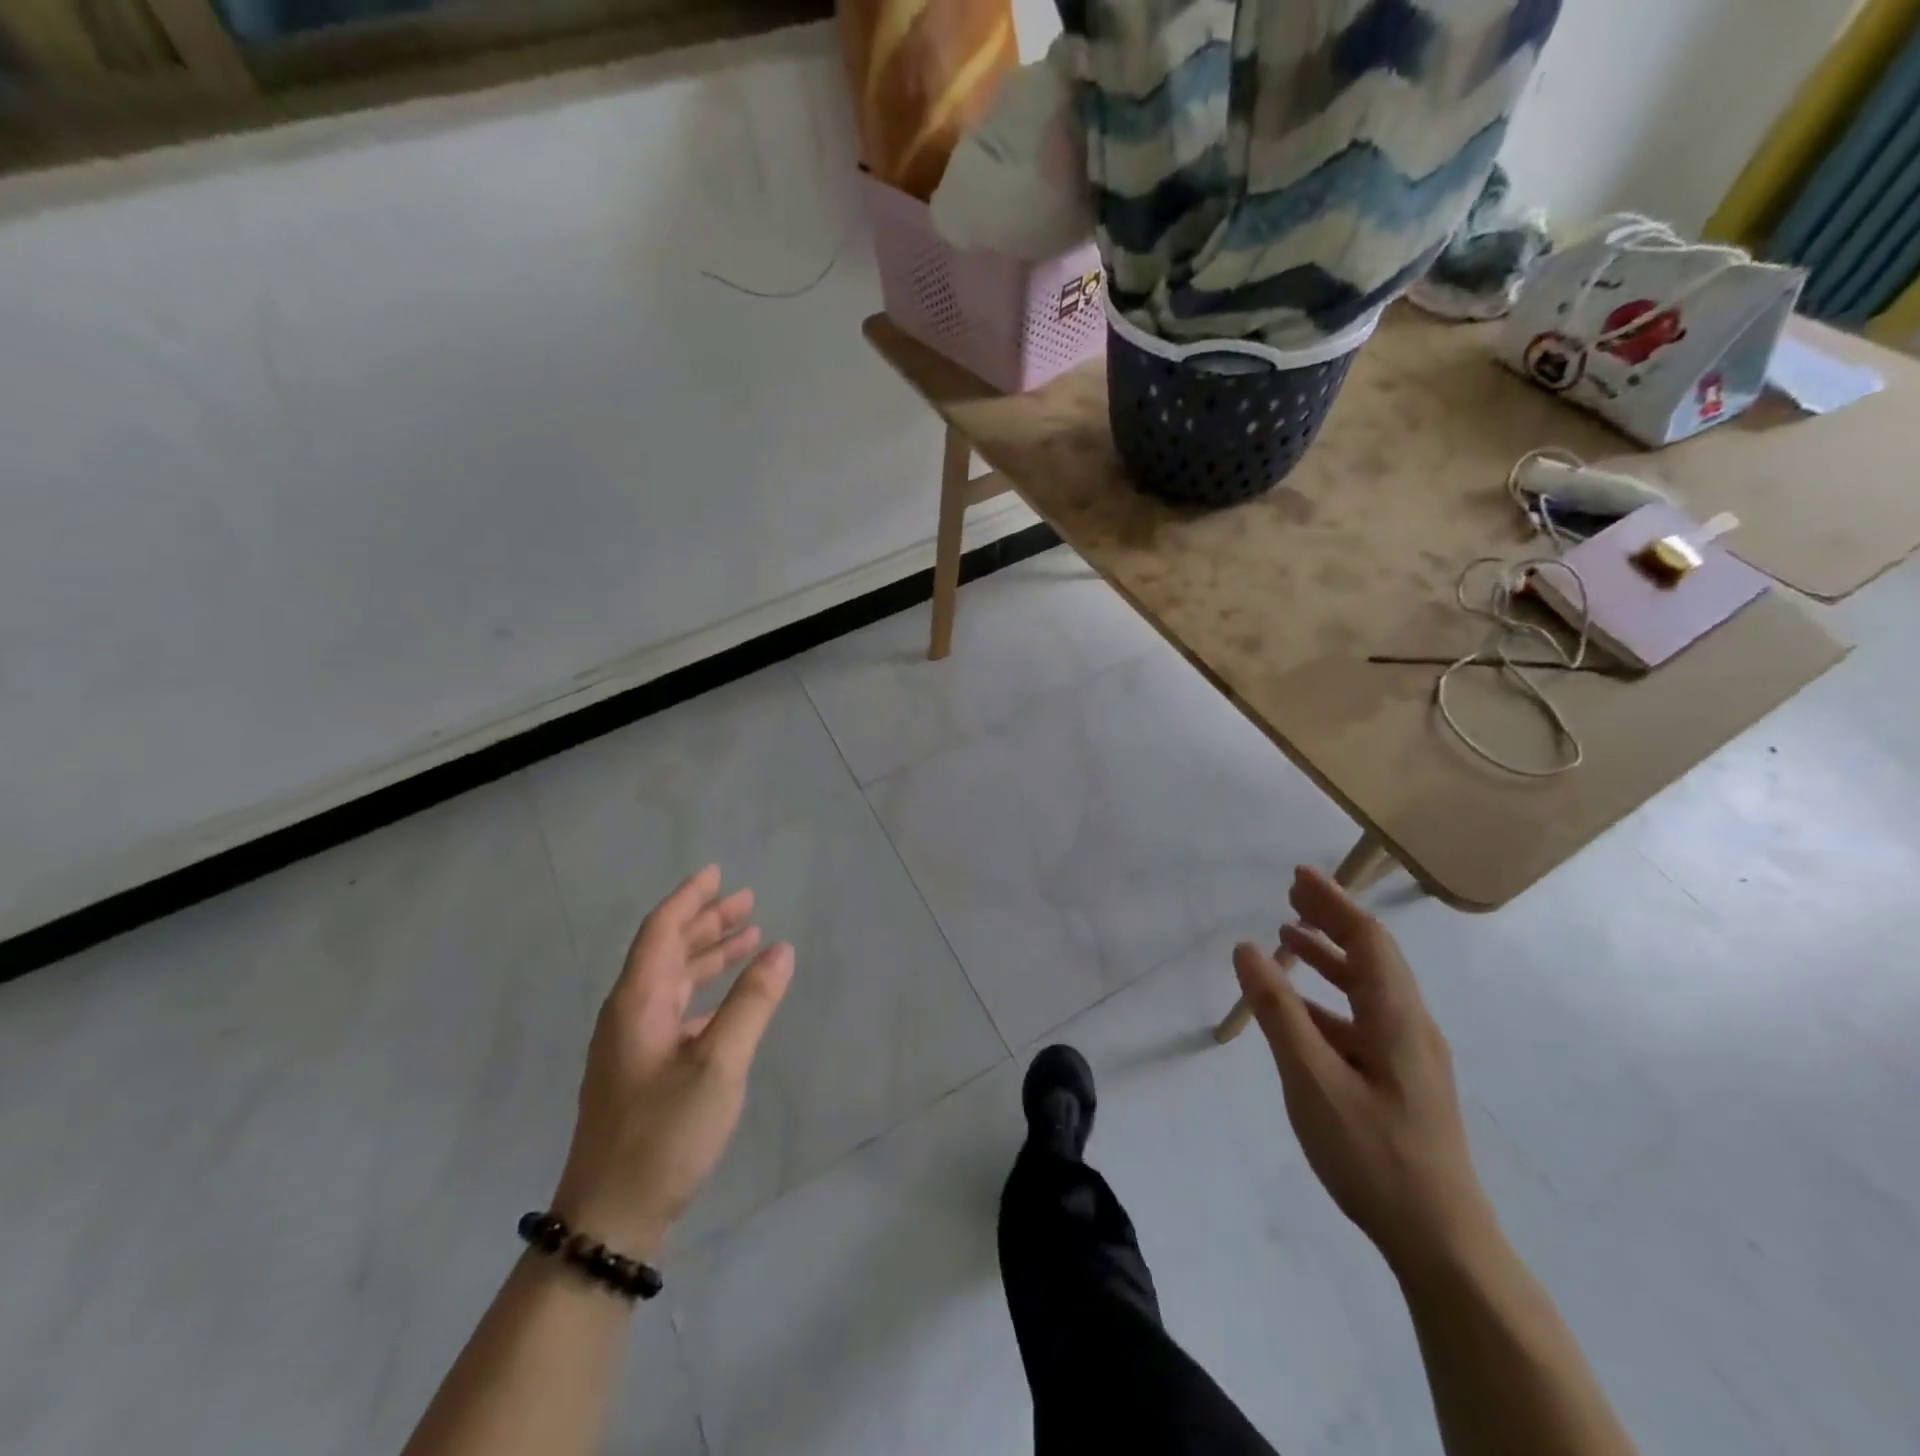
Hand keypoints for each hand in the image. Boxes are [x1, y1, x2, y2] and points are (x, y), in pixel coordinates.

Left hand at [552, 866, 793, 1260]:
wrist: (610, 1219)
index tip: (717, 873)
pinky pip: (677, 1010)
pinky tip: (732, 999)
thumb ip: (751, 1003)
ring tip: (749, 937)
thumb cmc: (663, 1134)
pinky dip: (706, 992)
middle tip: (747, 901)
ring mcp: (633, 1045)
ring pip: (673, 981)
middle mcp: (630, 1014)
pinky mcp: (642, 1071)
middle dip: (706, 921)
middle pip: (667, 951)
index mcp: (637, 1002)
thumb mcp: (718, 1065)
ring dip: (709, 955)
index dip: (689, 898)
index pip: (661, 931)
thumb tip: (780, 949)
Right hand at [1233, 866, 1494, 1281]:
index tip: (1298, 874)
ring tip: (1289, 935)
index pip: (1368, 940)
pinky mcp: (1402, 1080)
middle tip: (1290, 892)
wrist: (1442, 1242)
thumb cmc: (1374, 1154)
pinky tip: (1301, 1008)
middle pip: (1372, 955)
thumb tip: (1246, 949)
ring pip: (1368, 987)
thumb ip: (1278, 1012)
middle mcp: (1410, 1026)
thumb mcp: (1313, 1081)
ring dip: (1330, 955)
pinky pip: (1363, 1018)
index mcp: (1397, 1018)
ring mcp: (1410, 1055)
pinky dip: (1330, 996)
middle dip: (1332, 919)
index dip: (1334, 902)